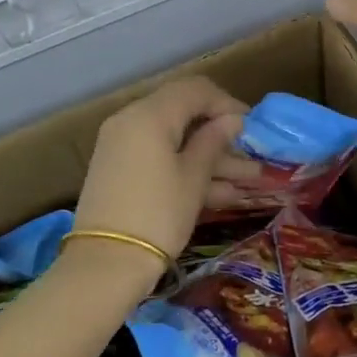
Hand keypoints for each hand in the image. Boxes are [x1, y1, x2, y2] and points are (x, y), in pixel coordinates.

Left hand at [76, 77, 248, 275]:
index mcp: (149, 114)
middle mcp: (131, 120)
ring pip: (174, 140)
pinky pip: (159, 158)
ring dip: (210, 157)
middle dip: (220, 133)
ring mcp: (122, 146)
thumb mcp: (193, 178)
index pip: (195, 90)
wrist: (104, 266)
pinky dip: (187, 169)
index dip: (227, 103)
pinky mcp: (120, 170)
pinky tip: (224, 193)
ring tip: (250, 179)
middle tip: (251, 153)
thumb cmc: (157, 215)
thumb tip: (232, 120)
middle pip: (184, 113)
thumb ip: (213, 141)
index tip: (252, 126)